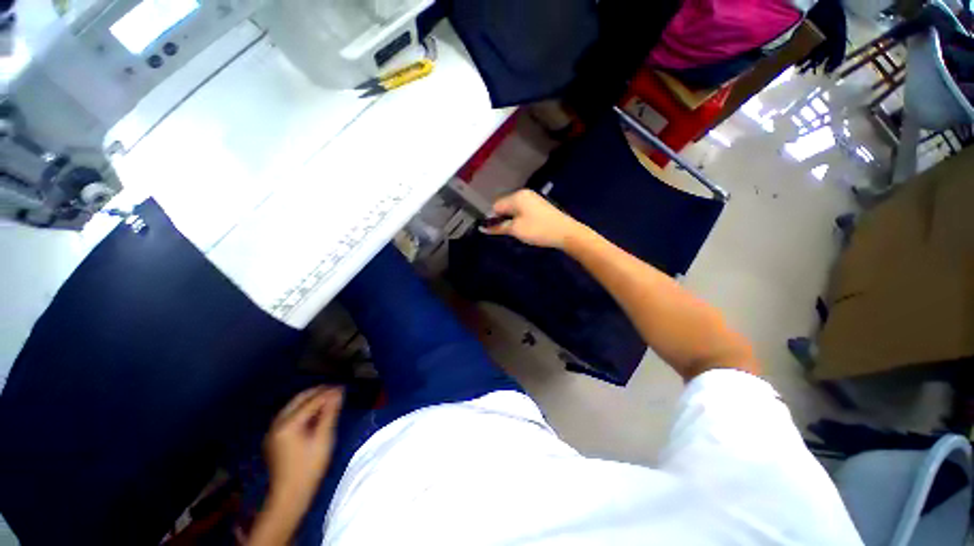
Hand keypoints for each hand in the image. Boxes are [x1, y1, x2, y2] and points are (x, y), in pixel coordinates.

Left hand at [264, 387, 342, 506]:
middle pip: (298, 399)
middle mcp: (277, 424)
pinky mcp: (274, 438)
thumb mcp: (323, 439)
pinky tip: (315, 413)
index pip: (311, 401)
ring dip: (310, 400)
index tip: (343, 387)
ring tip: (328, 398)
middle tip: (335, 389)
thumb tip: (338, 393)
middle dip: (317, 392)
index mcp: (288, 424)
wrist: (289, 496)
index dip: (328, 393)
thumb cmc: (309, 468)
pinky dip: (303, 409)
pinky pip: (289, 415)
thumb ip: (330, 413)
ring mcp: (273, 431)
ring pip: (293, 406)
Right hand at [481, 189, 586, 249]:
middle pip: (504, 205)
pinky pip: (522, 210)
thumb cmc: (538, 230)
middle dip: (502, 218)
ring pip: (514, 208)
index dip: (492, 218)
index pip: (496, 205)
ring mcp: (533, 198)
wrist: (565, 232)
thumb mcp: (515, 230)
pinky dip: (520, 218)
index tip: (494, 231)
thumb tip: (483, 227)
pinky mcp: (539, 205)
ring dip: (511, 219)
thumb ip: (498, 227)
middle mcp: (523, 194)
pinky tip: (525, 228)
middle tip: (507, 232)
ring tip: (517, 231)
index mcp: (516, 196)